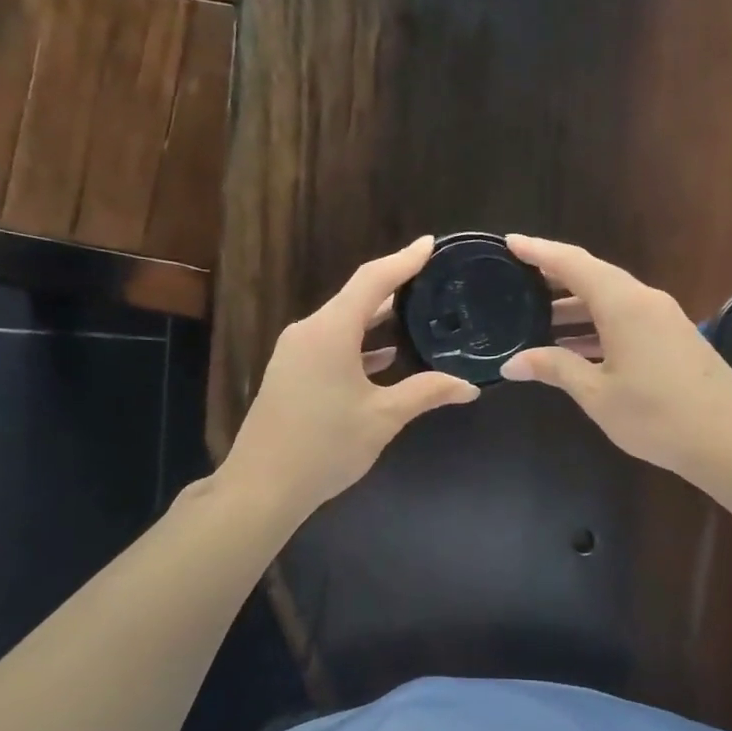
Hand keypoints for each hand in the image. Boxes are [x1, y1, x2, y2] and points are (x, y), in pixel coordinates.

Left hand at [223, 237, 480, 515]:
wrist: (261, 486)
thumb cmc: (325, 446)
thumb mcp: (383, 418)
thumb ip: (426, 393)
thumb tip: (470, 387)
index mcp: (330, 331)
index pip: (372, 280)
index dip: (404, 260)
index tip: (431, 244)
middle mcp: (309, 331)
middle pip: (356, 298)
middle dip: (394, 286)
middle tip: (433, 279)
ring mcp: (295, 352)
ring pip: (342, 322)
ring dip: (377, 318)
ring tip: (417, 312)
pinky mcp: (291, 373)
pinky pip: (331, 344)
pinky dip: (360, 343)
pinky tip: (385, 356)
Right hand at [499, 234, 731, 481]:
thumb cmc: (657, 415)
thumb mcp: (598, 394)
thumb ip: (555, 369)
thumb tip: (512, 363)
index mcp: (623, 304)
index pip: (572, 263)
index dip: (539, 251)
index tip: (510, 241)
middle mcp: (644, 300)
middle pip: (593, 277)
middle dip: (554, 279)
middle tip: (516, 283)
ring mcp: (664, 318)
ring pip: (611, 301)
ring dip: (575, 309)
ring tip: (537, 322)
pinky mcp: (674, 338)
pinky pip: (626, 319)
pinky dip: (597, 326)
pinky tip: (577, 350)